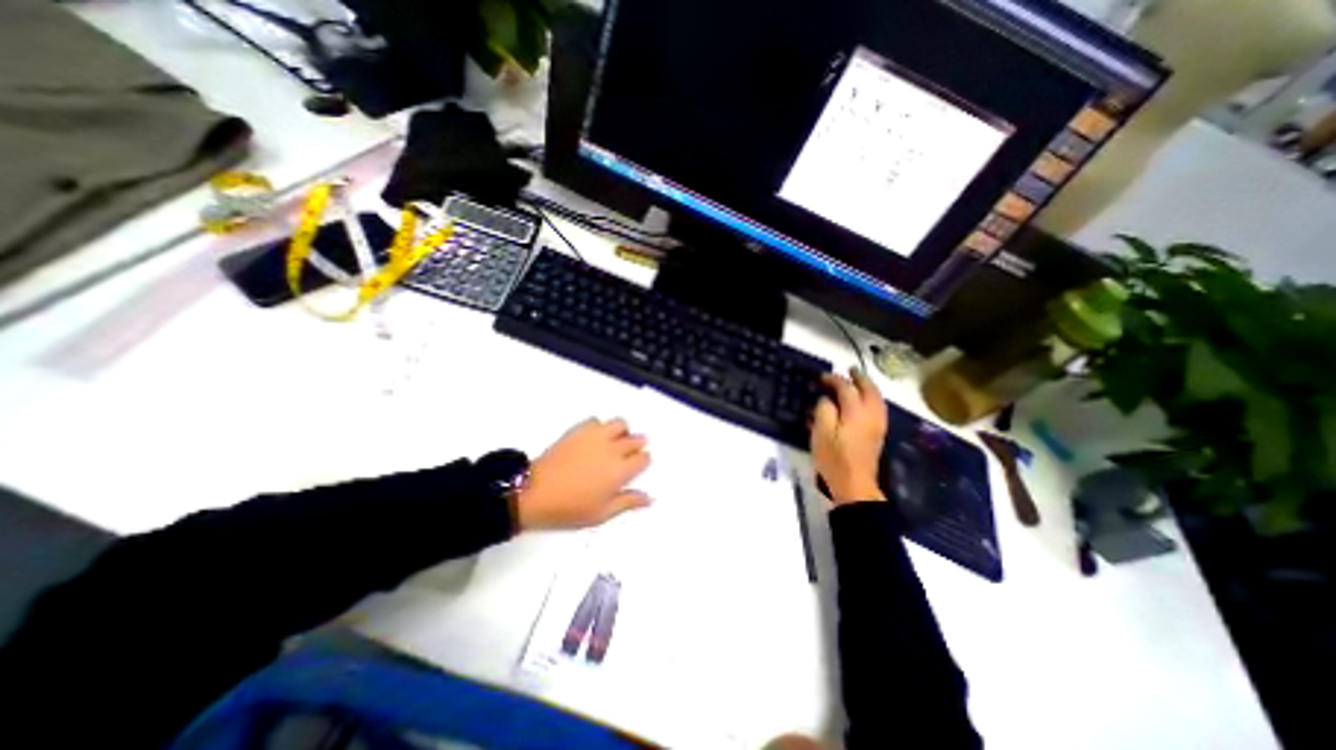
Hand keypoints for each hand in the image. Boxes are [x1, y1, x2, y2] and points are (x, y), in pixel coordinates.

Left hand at [517, 417, 654, 533]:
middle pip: (635, 439)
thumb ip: (627, 502)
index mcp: (620, 471)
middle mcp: (612, 449)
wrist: (534, 493)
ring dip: (622, 431)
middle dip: (637, 445)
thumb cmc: (569, 509)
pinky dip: (600, 426)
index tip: (638, 465)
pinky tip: (595, 438)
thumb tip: (649, 498)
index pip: (643, 458)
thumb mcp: (601, 514)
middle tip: (630, 453)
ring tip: (616, 440)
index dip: (643, 461)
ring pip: (619, 423)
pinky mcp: (578, 430)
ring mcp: (595, 437)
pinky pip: (596, 421)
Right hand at [816, 366, 883, 506]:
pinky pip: (878, 408)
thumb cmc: (834, 458)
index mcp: (855, 412)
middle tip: (849, 369)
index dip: (834, 380)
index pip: (846, 388)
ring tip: (858, 381)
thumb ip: (824, 410)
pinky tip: (865, 401)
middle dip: (859, 377)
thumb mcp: (821, 432)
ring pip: (877, 398)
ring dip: (868, 387)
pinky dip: (872, 398)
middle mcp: (871, 415)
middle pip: (869, 389)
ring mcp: (877, 425)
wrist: (855, 486)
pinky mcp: (878, 435)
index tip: (822, 377)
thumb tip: (827, 399)